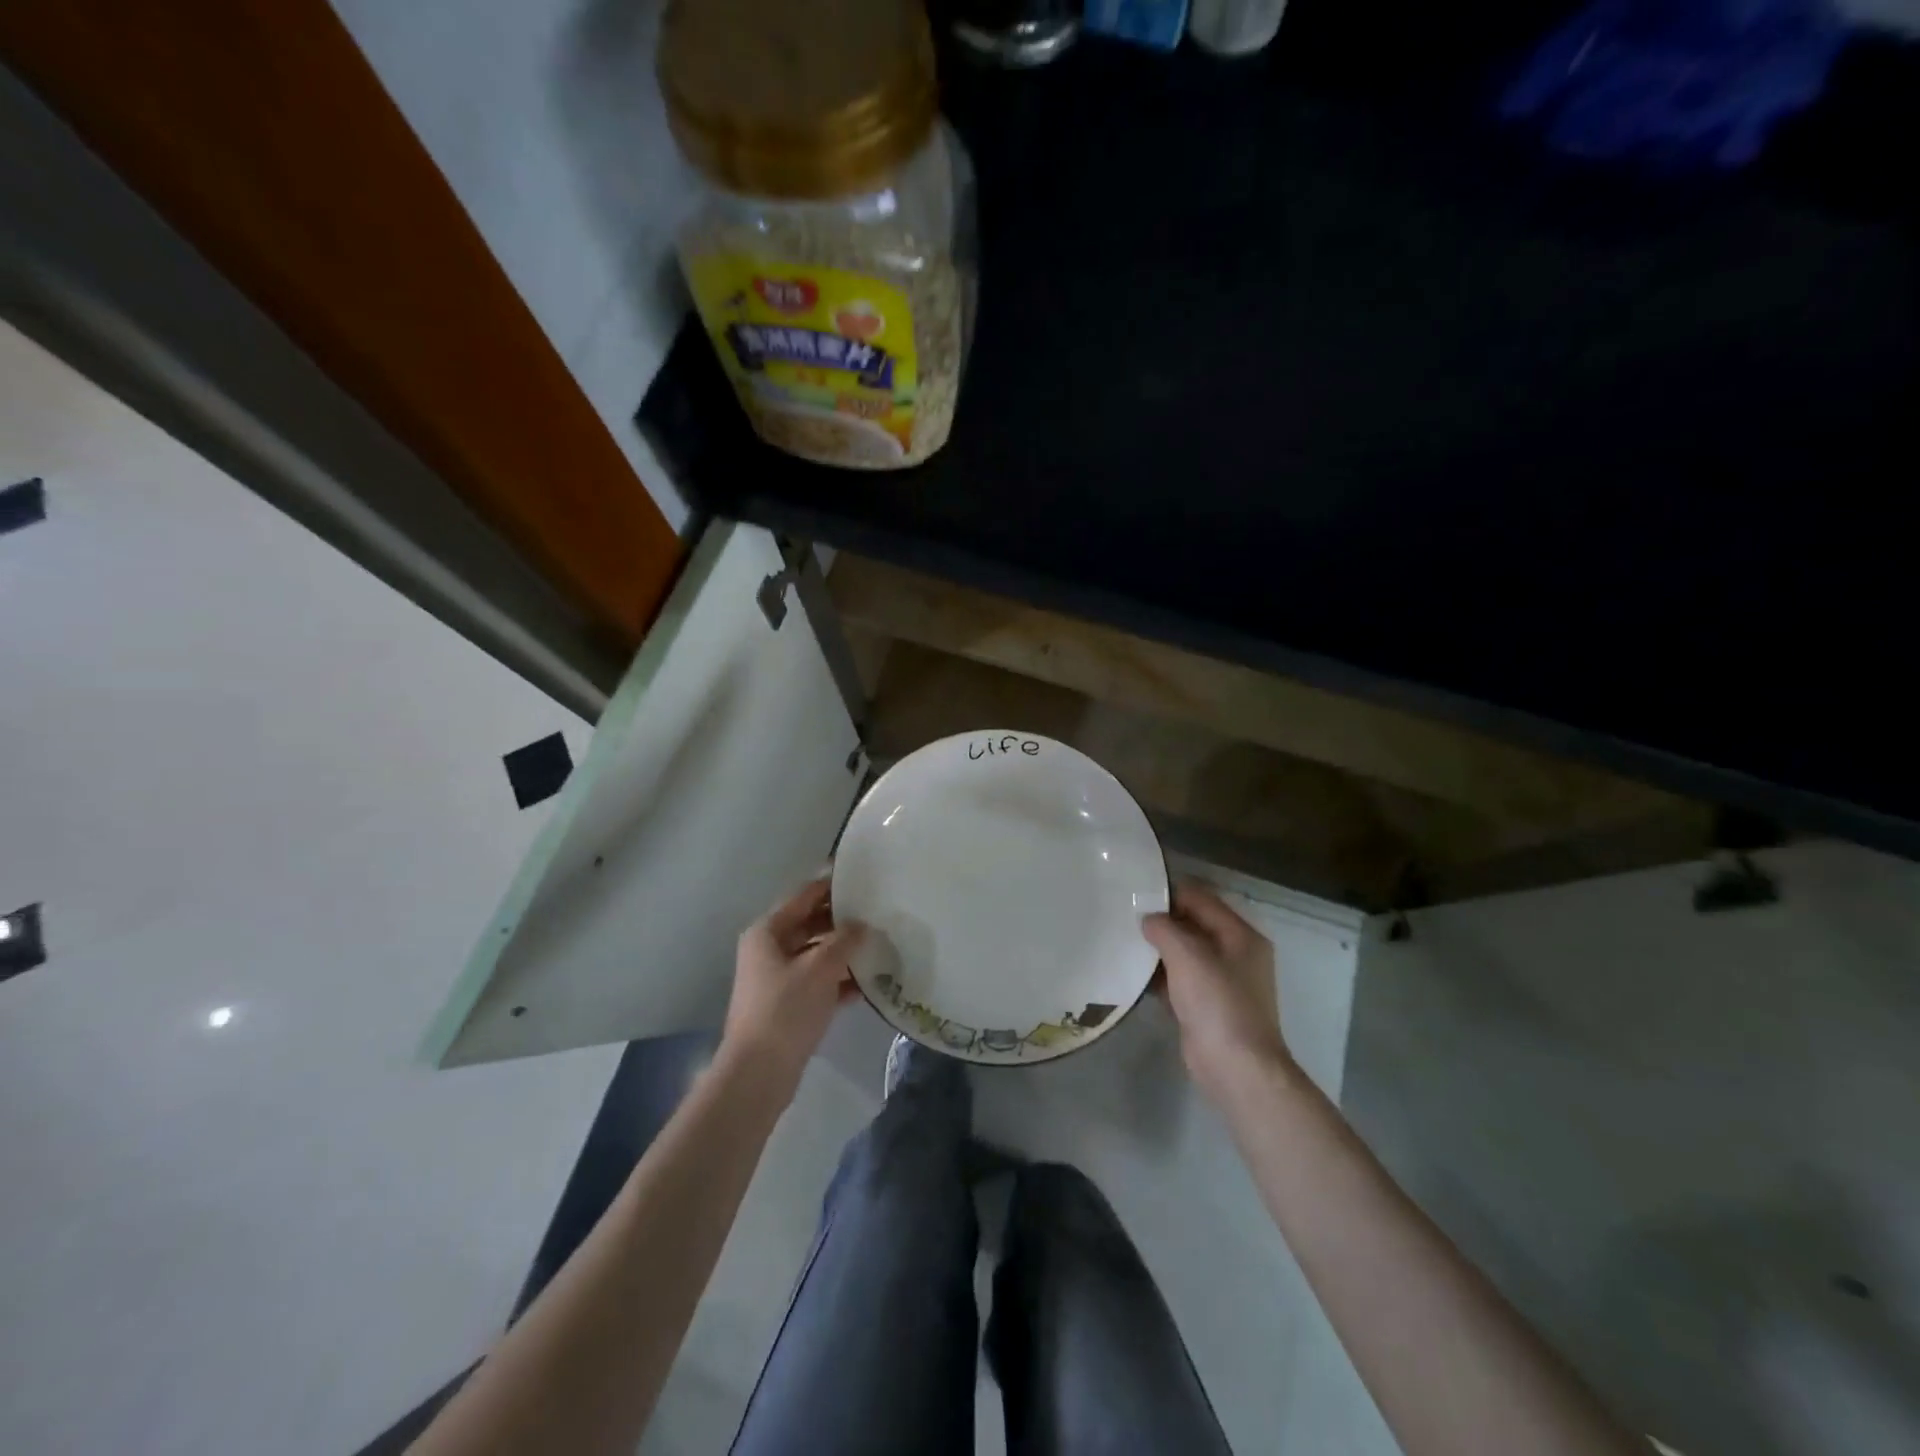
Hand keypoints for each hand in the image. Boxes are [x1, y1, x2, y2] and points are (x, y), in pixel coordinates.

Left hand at [719, 878, 865, 1103]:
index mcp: (768, 931)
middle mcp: (769, 949)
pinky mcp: (788, 1004)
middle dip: (843, 920)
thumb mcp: (820, 968)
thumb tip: (863, 925)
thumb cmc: (785, 1010)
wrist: (759, 1073)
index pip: (804, 896)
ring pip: (817, 953)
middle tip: (879, 912)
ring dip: (845, 951)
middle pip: (811, 923)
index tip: (862, 875)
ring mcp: (777, 978)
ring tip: (881, 944)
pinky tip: (870, 983)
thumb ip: (845, 941)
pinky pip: (819, 981)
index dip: (831, 884)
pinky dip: (840, 979)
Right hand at [1143, 880, 1293, 1103]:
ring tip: (1123, 938)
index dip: (1170, 893)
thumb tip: (1148, 918)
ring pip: (1184, 953)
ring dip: (1158, 948)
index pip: (1202, 899)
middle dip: (1162, 920)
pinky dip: (1159, 974)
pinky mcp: (1206, 1006)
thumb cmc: (1217, 1004)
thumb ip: (1165, 929)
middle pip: (1193, 925)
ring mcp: (1222, 982)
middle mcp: (1235, 954)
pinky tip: (1132, 972)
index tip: (1136, 892)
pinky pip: (1179, 979)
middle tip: (1125, 914)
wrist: (1236, 1069)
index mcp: (1241, 936)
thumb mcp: (1188, 956)